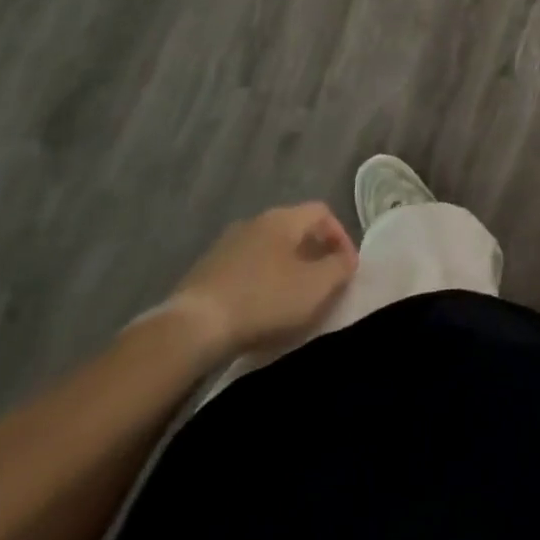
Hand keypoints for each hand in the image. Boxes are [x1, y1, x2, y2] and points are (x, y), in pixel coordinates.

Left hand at [160, 203, 357, 366]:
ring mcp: (226, 244)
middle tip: (322, 283)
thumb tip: (346, 258)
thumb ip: (339, 268)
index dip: (340, 236)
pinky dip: (259, 282)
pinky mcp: (205, 270)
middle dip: (312, 253)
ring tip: (291, 300)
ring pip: (268, 249)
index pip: (322, 212)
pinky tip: (259, 309)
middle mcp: (255, 221)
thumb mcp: (315, 287)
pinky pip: (245, 268)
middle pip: (294, 229)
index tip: (346, 268)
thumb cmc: (264, 300)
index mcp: (283, 218)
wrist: (193, 328)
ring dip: (285, 268)